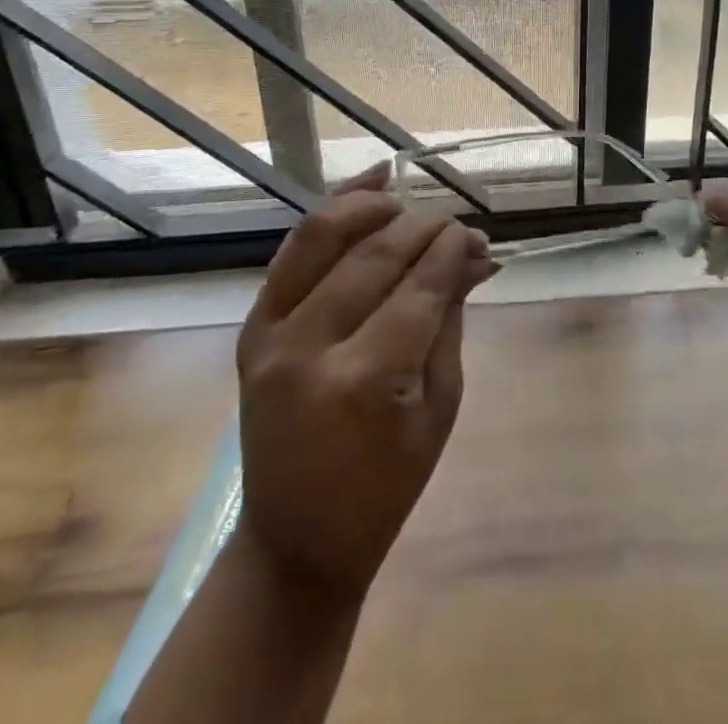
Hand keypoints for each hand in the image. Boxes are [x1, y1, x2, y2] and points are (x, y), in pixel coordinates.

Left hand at [232, 170, 497, 599]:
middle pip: (375, 257)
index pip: (418, 289)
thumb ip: (449, 321)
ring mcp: (270, 334)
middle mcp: (309, 348)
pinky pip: (291, 253)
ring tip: (406, 199)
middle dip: (423, 228)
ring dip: (370, 207)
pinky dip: (329, 212)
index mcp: (364, 381)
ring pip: (321, 237)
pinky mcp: (252, 329)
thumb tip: (473, 256)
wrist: (295, 540)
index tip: (475, 234)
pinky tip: (366, 187)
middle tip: (455, 223)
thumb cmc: (385, 487)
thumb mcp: (438, 408)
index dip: (451, 252)